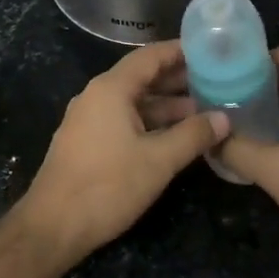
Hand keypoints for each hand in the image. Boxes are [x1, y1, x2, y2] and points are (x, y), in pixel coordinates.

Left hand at [17, 41, 228, 263]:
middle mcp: (97, 97)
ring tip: (206, 111)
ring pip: (135, 103)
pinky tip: (177, 137)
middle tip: (219, 83)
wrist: (53, 226)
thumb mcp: (159, 160)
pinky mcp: (88, 143)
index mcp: (111, 89)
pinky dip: (152, 123)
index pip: (151, 56)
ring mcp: (89, 121)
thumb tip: (224, 118)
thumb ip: (193, 136)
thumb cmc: (108, 186)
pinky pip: (125, 121)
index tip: (213, 51)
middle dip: (180, 81)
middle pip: (143, 78)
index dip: (182, 51)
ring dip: (168, 107)